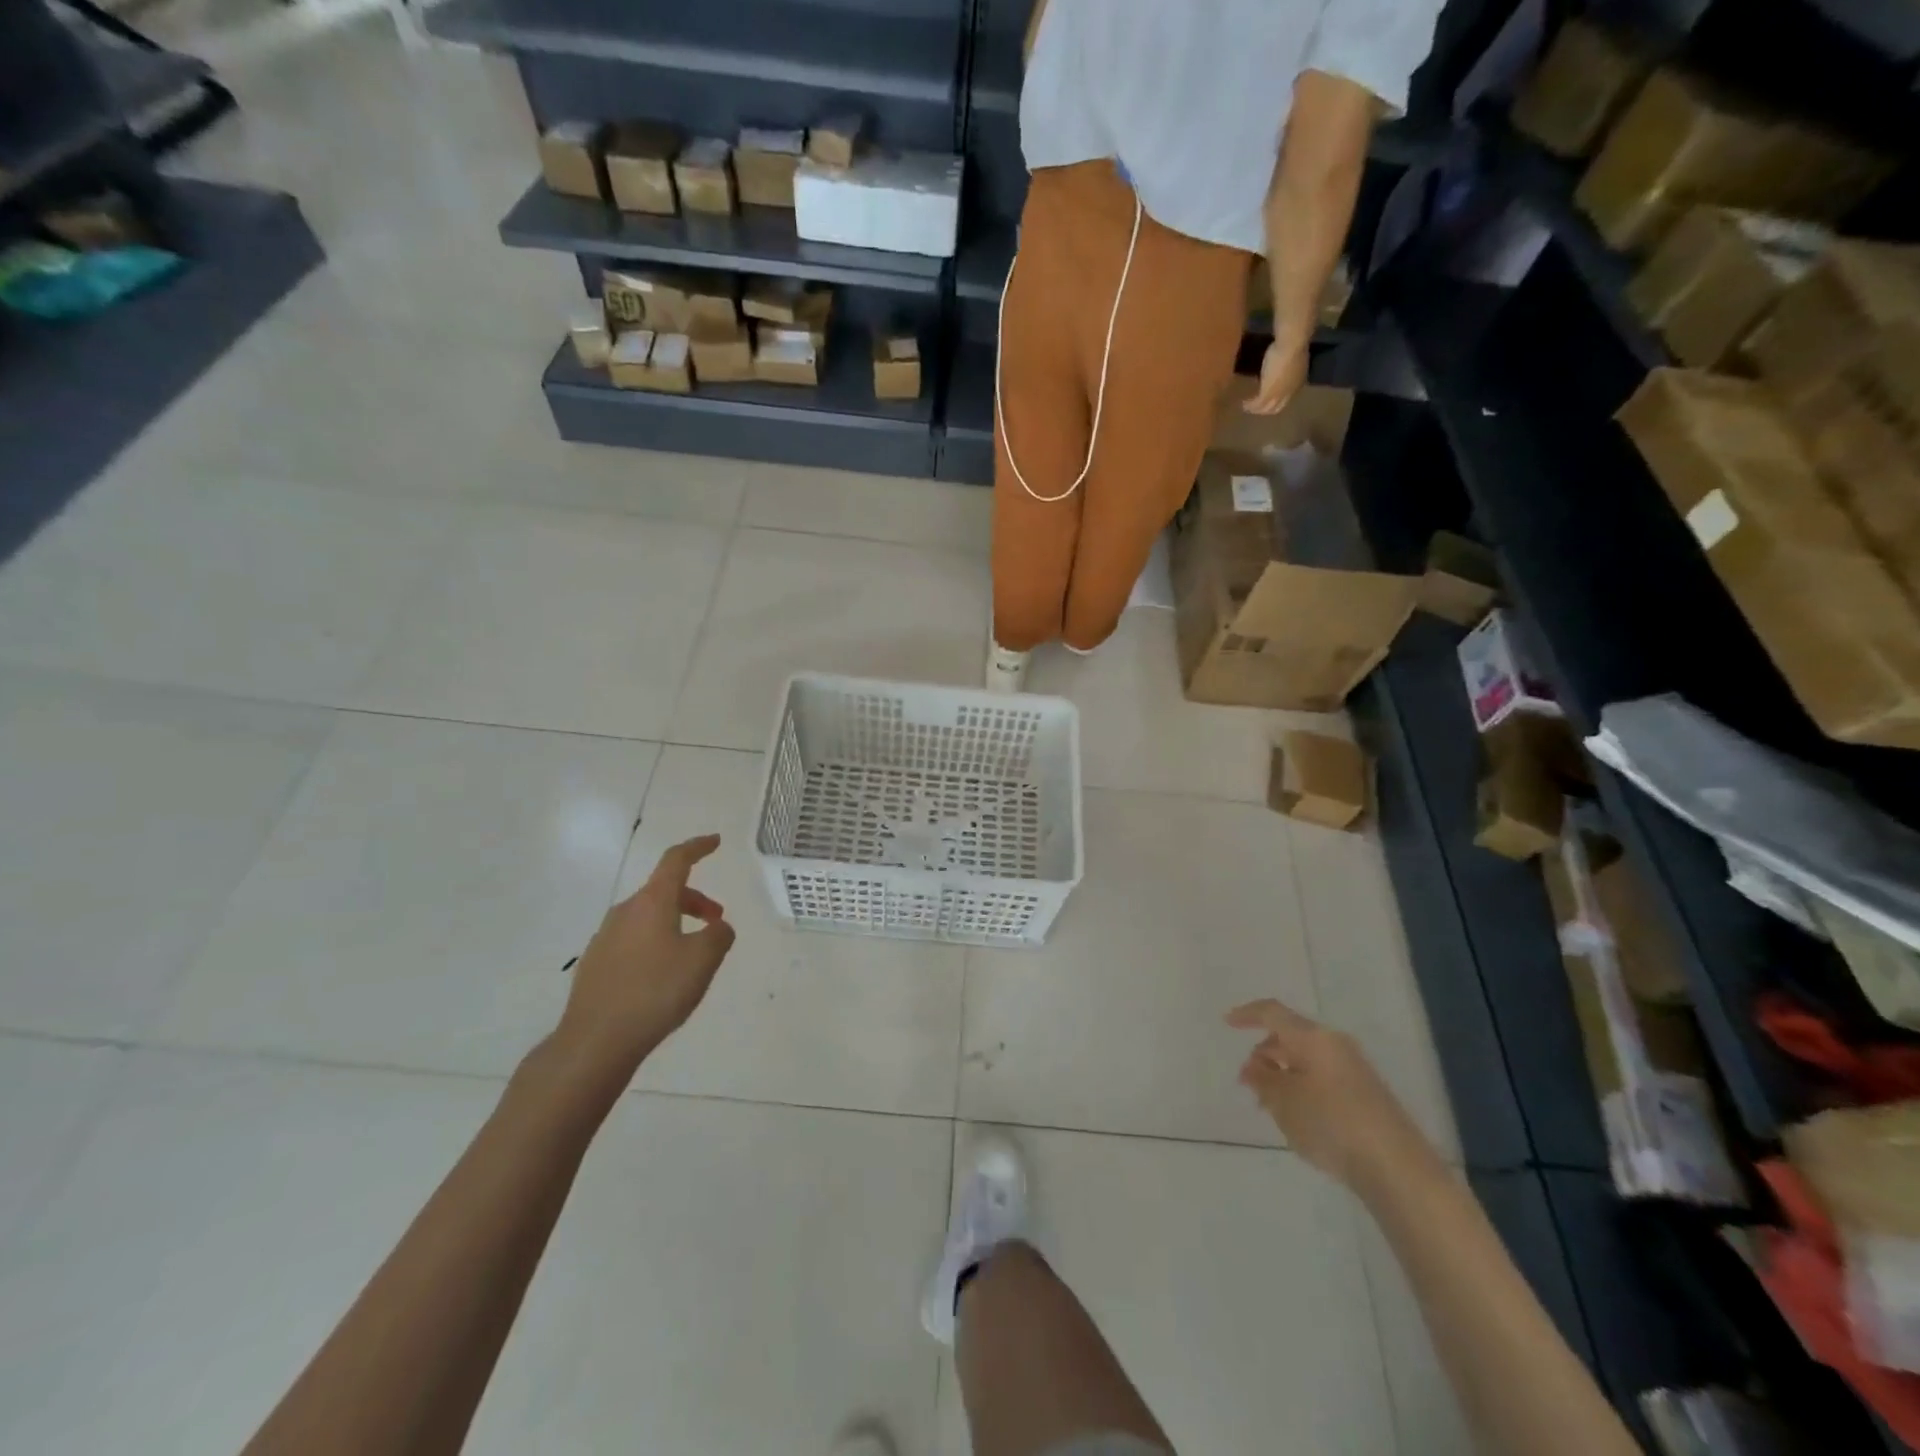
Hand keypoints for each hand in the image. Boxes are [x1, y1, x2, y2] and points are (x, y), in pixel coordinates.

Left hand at [554, 834, 735, 1076]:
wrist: (594, 1042)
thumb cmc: (655, 992)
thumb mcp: (703, 961)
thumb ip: (719, 935)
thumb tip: (717, 927)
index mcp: (651, 902)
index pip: (676, 861)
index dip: (697, 847)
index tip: (715, 841)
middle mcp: (625, 912)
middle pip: (663, 891)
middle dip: (694, 899)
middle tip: (716, 920)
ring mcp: (605, 938)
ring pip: (648, 917)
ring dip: (675, 923)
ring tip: (692, 954)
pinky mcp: (595, 965)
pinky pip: (633, 940)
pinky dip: (655, 943)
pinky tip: (662, 976)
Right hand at [1226, 997, 1438, 1195]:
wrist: (1397, 1168)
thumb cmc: (1331, 1124)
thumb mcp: (1283, 1102)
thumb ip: (1262, 1079)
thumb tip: (1255, 1066)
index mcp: (1313, 1037)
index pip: (1273, 1013)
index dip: (1247, 1014)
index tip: (1227, 1023)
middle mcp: (1335, 1044)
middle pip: (1290, 1036)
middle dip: (1265, 1054)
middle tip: (1248, 1081)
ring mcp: (1355, 1069)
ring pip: (1307, 1059)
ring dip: (1283, 1074)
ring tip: (1269, 1105)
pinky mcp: (1367, 1094)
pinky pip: (1323, 1077)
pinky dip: (1302, 1086)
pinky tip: (1298, 1117)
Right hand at [1241, 337, 1307, 415]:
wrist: (1292, 344)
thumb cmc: (1294, 344)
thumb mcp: (1291, 356)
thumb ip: (1286, 364)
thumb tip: (1280, 364)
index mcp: (1298, 382)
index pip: (1287, 397)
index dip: (1278, 399)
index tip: (1269, 396)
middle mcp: (1290, 392)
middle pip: (1277, 407)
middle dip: (1266, 409)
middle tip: (1257, 407)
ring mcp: (1278, 394)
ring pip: (1266, 408)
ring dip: (1256, 409)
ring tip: (1247, 407)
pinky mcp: (1266, 394)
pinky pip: (1256, 404)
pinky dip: (1249, 406)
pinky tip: (1243, 403)